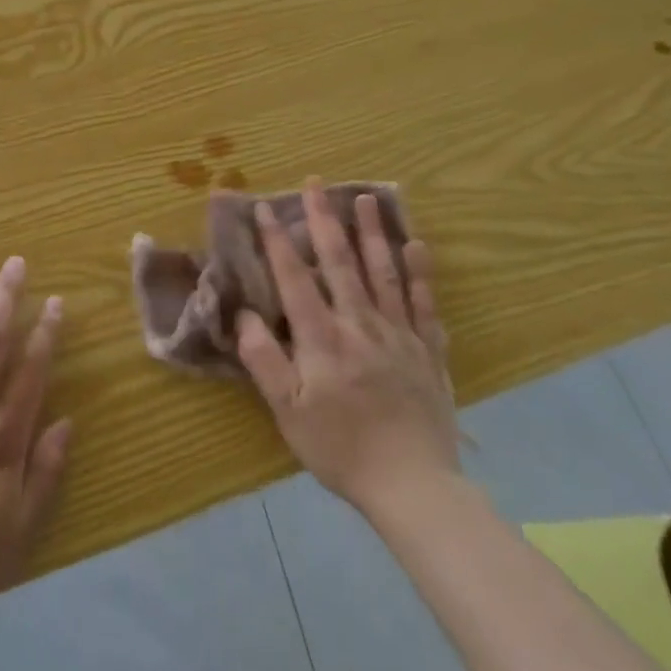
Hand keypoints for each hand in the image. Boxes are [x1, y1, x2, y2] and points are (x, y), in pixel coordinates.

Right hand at [236, 180, 458, 520]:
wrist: (414, 488)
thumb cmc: (341, 449)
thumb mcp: (287, 412)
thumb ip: (264, 360)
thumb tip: (243, 315)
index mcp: (323, 338)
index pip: (295, 278)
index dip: (278, 240)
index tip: (266, 206)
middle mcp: (361, 324)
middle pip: (341, 262)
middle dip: (324, 219)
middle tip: (316, 183)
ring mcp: (399, 335)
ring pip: (384, 273)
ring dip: (372, 232)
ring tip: (364, 198)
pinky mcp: (428, 352)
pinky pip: (425, 304)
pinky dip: (420, 273)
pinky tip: (416, 246)